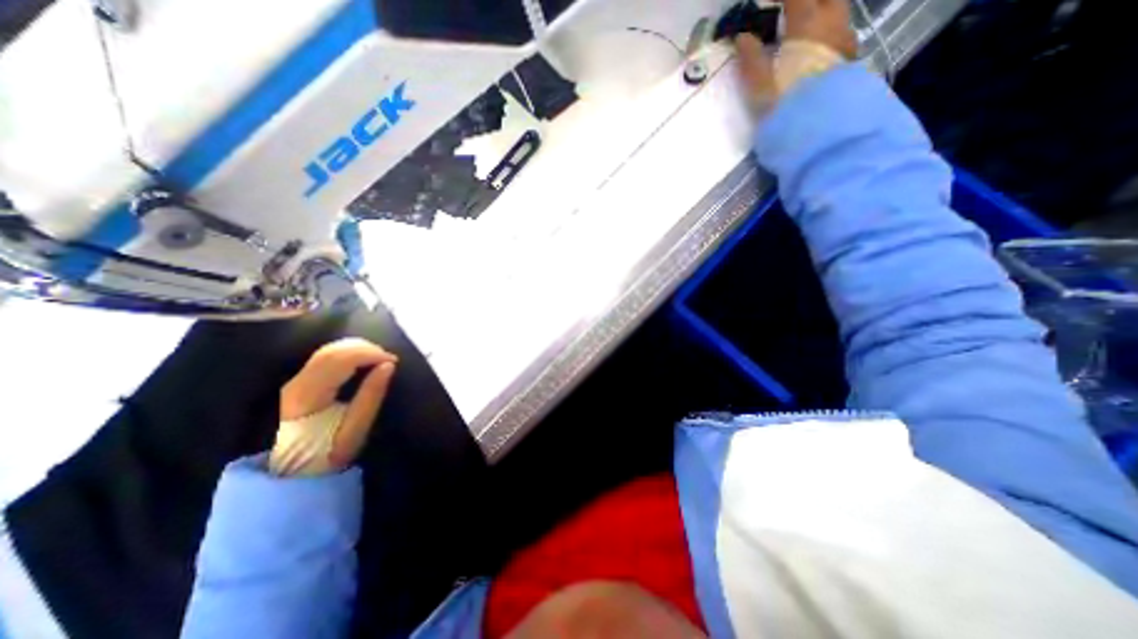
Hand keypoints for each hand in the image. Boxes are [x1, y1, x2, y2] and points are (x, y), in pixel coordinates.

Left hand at [279, 340, 396, 468]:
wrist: (293, 474)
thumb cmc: (328, 454)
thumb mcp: (354, 431)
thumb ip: (371, 396)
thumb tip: (388, 365)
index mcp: (308, 395)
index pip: (339, 358)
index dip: (370, 353)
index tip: (393, 361)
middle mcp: (297, 383)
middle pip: (332, 350)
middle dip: (366, 348)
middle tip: (389, 359)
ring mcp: (295, 381)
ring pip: (328, 349)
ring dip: (358, 349)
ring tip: (379, 359)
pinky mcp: (299, 383)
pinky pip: (326, 357)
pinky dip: (349, 353)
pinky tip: (363, 361)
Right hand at [738, 1, 851, 110]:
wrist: (821, 133)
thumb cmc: (787, 109)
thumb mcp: (761, 89)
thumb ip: (751, 62)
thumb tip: (742, 38)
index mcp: (807, 27)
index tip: (764, 5)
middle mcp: (831, 25)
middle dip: (805, 3)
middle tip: (786, 12)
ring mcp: (844, 41)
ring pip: (835, 11)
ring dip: (819, 12)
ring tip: (799, 27)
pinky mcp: (848, 60)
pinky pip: (839, 31)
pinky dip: (826, 29)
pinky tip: (815, 45)